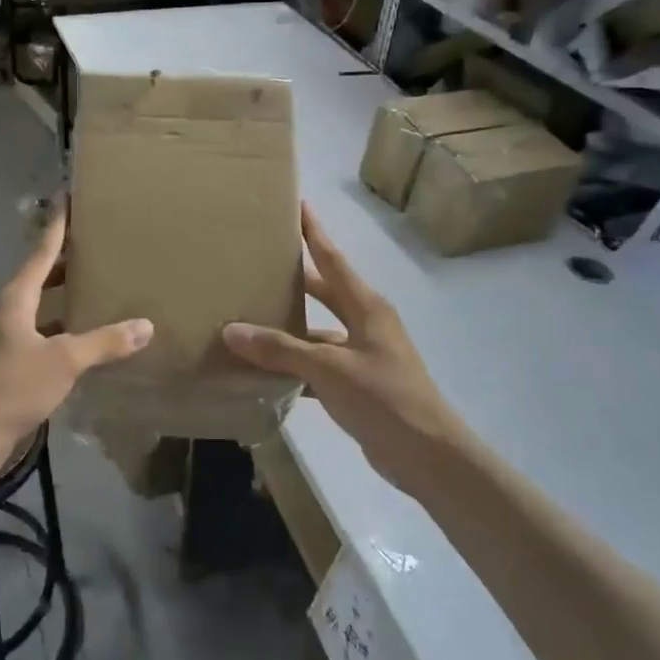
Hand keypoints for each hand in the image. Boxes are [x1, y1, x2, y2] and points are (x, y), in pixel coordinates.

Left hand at [0, 206, 152, 470]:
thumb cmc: (11, 386)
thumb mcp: (63, 361)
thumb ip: (104, 342)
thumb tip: (145, 325)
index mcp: (16, 299)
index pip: (40, 252)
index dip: (57, 227)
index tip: (67, 200)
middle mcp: (7, 312)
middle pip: (38, 277)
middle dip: (64, 262)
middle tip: (94, 247)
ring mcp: (4, 340)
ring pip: (39, 308)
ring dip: (62, 298)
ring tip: (93, 288)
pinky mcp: (7, 365)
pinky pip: (39, 335)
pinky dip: (61, 330)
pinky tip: (82, 340)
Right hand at [223, 204, 462, 501]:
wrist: (428, 455)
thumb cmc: (384, 398)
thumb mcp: (329, 368)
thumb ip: (281, 349)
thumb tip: (232, 331)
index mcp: (366, 306)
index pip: (332, 258)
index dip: (314, 231)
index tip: (296, 204)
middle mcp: (366, 322)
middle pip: (324, 290)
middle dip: (295, 276)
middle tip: (259, 260)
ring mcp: (363, 354)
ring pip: (318, 331)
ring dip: (289, 327)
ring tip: (249, 317)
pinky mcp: (358, 383)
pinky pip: (318, 364)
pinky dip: (294, 365)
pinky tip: (264, 370)